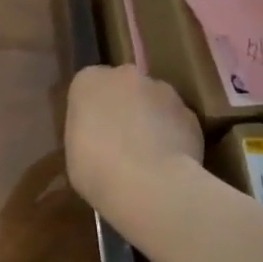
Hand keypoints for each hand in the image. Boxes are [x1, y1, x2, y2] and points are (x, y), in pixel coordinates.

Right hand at [64, 65, 202, 217]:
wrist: (149, 185)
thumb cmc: (95, 169)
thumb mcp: (72, 149)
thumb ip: (86, 129)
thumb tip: (100, 133)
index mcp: (89, 81)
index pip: (87, 86)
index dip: (90, 110)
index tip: (90, 132)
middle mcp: (126, 76)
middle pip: (123, 87)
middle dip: (122, 106)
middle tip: (117, 140)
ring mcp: (163, 91)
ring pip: (153, 101)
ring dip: (149, 119)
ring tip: (146, 155)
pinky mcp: (190, 113)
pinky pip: (176, 121)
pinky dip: (172, 135)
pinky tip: (167, 162)